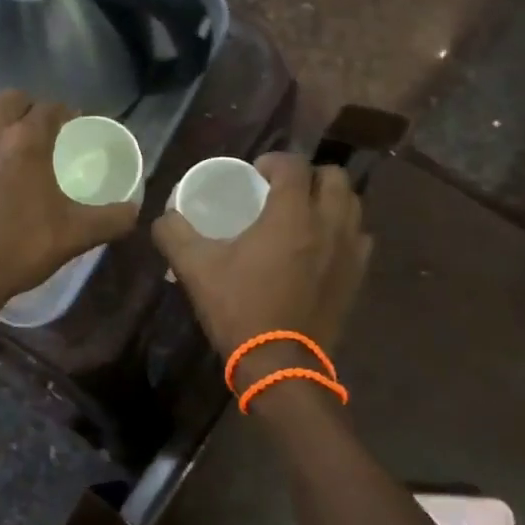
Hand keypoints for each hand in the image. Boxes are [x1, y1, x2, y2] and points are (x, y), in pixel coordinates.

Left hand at [0, 91, 138, 319]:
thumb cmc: (19, 251)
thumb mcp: (75, 236)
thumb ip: (112, 219)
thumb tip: (135, 210)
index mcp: (26, 142)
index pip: (51, 109)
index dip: (66, 113)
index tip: (73, 125)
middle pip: (12, 99)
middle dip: (30, 107)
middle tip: (41, 129)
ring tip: (7, 132)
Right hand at [153, 153, 371, 361]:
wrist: (279, 363)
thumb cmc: (239, 309)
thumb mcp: (196, 268)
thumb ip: (175, 234)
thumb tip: (164, 216)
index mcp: (291, 215)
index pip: (293, 165)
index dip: (274, 161)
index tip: (257, 172)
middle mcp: (328, 224)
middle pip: (334, 177)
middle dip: (309, 175)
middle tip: (285, 190)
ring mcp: (349, 251)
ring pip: (353, 205)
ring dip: (331, 199)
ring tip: (307, 213)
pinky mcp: (358, 276)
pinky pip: (360, 238)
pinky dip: (345, 230)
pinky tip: (324, 245)